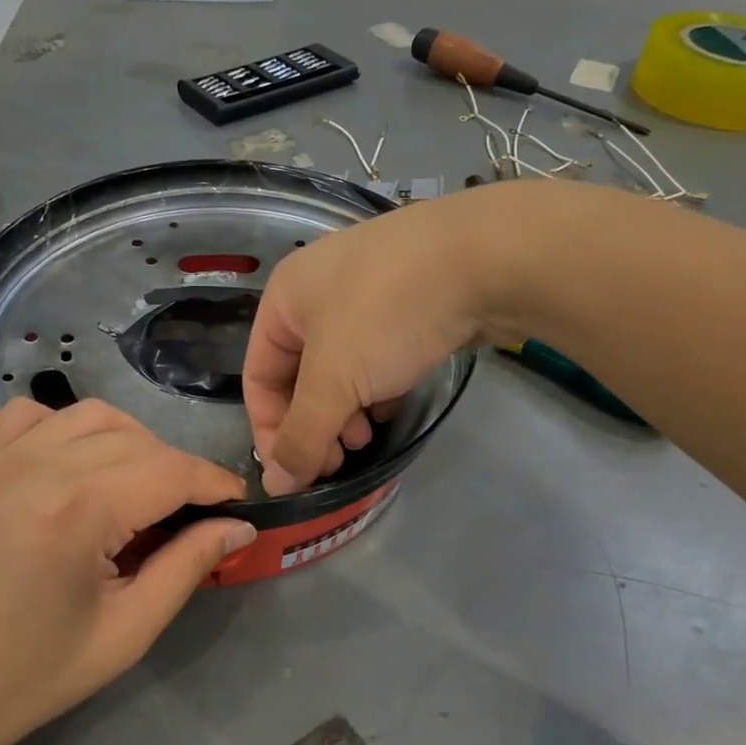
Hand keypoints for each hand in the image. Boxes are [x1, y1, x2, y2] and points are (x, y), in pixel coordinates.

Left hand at [0, 398, 254, 744]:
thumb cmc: (26, 678)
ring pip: (89, 416)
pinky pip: (30, 415)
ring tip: (138, 488)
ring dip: (130, 441)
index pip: (170, 470)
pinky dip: (67, 427)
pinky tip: (73, 466)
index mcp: (77, 511)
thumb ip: (186, 567)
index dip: (213, 482)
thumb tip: (238, 527)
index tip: (239, 502)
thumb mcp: (124, 633)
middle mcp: (36, 466)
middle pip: (136, 440)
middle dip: (177, 469)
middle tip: (191, 513)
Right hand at [244, 185, 533, 493]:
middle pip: (300, 377)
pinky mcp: (409, 305)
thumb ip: (302, 436)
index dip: (270, 430)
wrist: (486, 257)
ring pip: (341, 371)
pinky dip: (377, 390)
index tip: (296, 474)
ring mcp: (367, 295)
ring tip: (367, 438)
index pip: (258, 377)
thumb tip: (276, 486)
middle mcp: (318, 293)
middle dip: (314, 424)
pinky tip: (393, 408)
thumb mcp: (334, 380)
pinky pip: (376, 358)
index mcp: (285, 298)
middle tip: (338, 461)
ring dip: (346, 412)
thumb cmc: (387, 313)